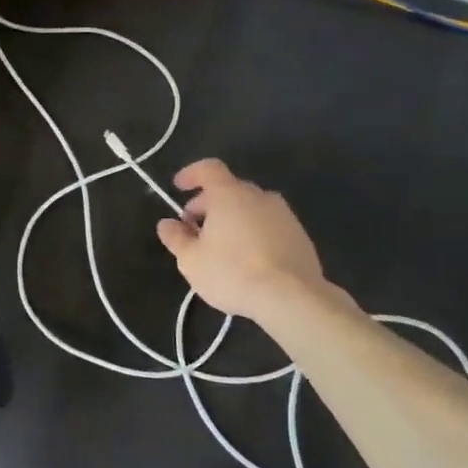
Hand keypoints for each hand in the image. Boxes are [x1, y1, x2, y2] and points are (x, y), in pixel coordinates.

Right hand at [155, 159, 330, 321]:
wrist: (292, 298)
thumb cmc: (232, 272)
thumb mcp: (191, 260)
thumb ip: (176, 238)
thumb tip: (166, 224)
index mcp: (230, 195)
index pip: (209, 169)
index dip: (191, 174)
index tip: (178, 187)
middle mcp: (259, 196)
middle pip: (229, 189)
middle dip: (208, 204)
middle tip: (194, 229)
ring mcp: (284, 215)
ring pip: (251, 207)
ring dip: (232, 219)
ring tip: (221, 247)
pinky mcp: (300, 236)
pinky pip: (268, 225)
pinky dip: (253, 232)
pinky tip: (248, 259)